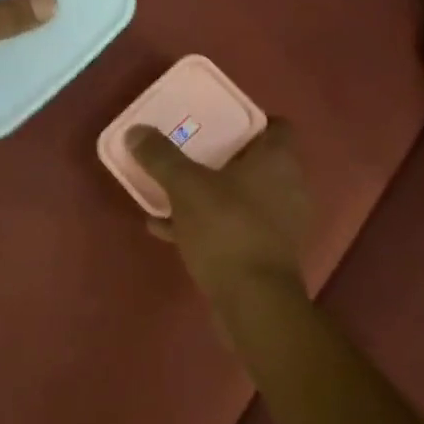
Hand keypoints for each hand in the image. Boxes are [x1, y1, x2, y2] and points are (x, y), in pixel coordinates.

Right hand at [125, 121, 313, 328]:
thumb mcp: (186, 187)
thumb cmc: (228, 229)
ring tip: (170, 189)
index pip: (277, 125)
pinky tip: (166, 228)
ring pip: (240, 195)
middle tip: (188, 149)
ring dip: (209, 192)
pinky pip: (232, 226)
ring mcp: (278, 223)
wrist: (253, 304)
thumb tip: (136, 131)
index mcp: (278, 161)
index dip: (250, 118)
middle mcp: (287, 187)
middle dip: (220, 156)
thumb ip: (161, 157)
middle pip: (254, 160)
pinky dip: (205, 223)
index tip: (217, 119)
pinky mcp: (265, 254)